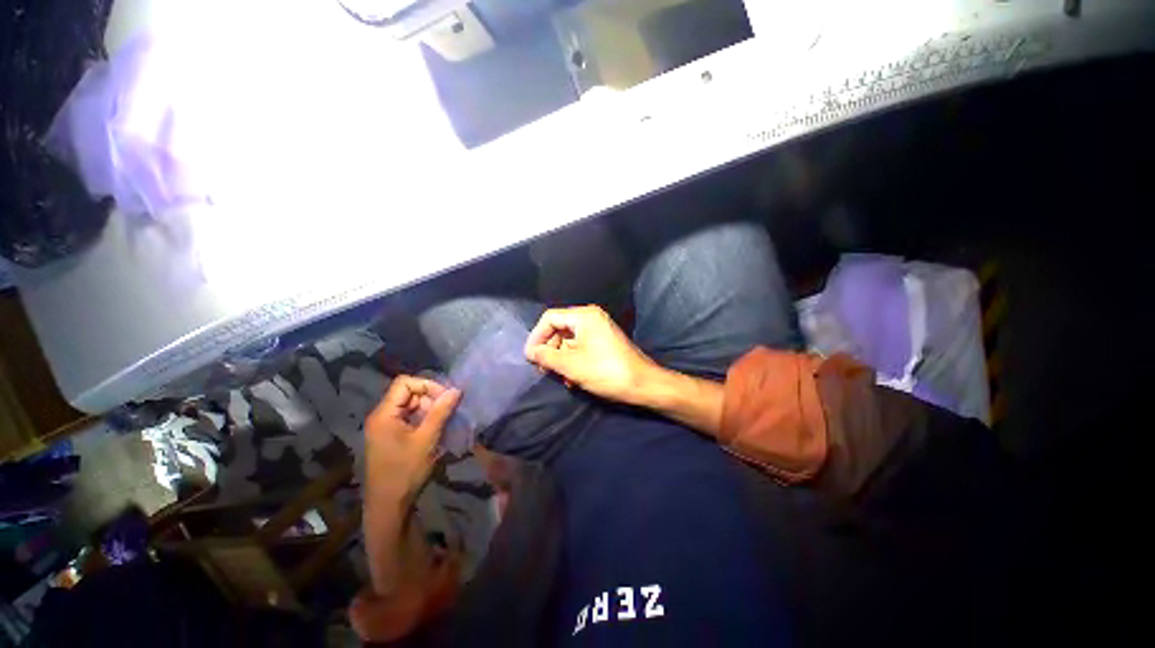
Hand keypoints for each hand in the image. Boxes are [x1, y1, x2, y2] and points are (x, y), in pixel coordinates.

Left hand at [364, 376, 461, 502]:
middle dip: (430, 398)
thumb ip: (441, 411)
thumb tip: (456, 390)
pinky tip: (436, 430)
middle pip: (408, 394)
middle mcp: (382, 416)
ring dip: (430, 410)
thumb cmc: (406, 471)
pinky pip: (410, 419)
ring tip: (444, 422)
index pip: (405, 383)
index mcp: (384, 414)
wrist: (389, 505)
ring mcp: (386, 427)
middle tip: (448, 411)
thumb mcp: (427, 439)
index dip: (427, 385)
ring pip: (411, 406)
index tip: (445, 397)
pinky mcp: (391, 437)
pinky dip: (424, 420)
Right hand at [524, 305, 659, 405]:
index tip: (530, 357)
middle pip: (559, 328)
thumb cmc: (605, 371)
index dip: (536, 336)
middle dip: (549, 349)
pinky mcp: (603, 343)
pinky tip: (572, 379)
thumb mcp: (570, 365)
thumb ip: (546, 356)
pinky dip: (572, 360)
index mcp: (584, 316)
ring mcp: (599, 330)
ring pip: (569, 340)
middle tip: (543, 369)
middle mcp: (591, 318)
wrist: (642, 384)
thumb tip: (530, 352)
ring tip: (559, 377)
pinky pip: (580, 346)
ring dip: (560, 358)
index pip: (550, 318)